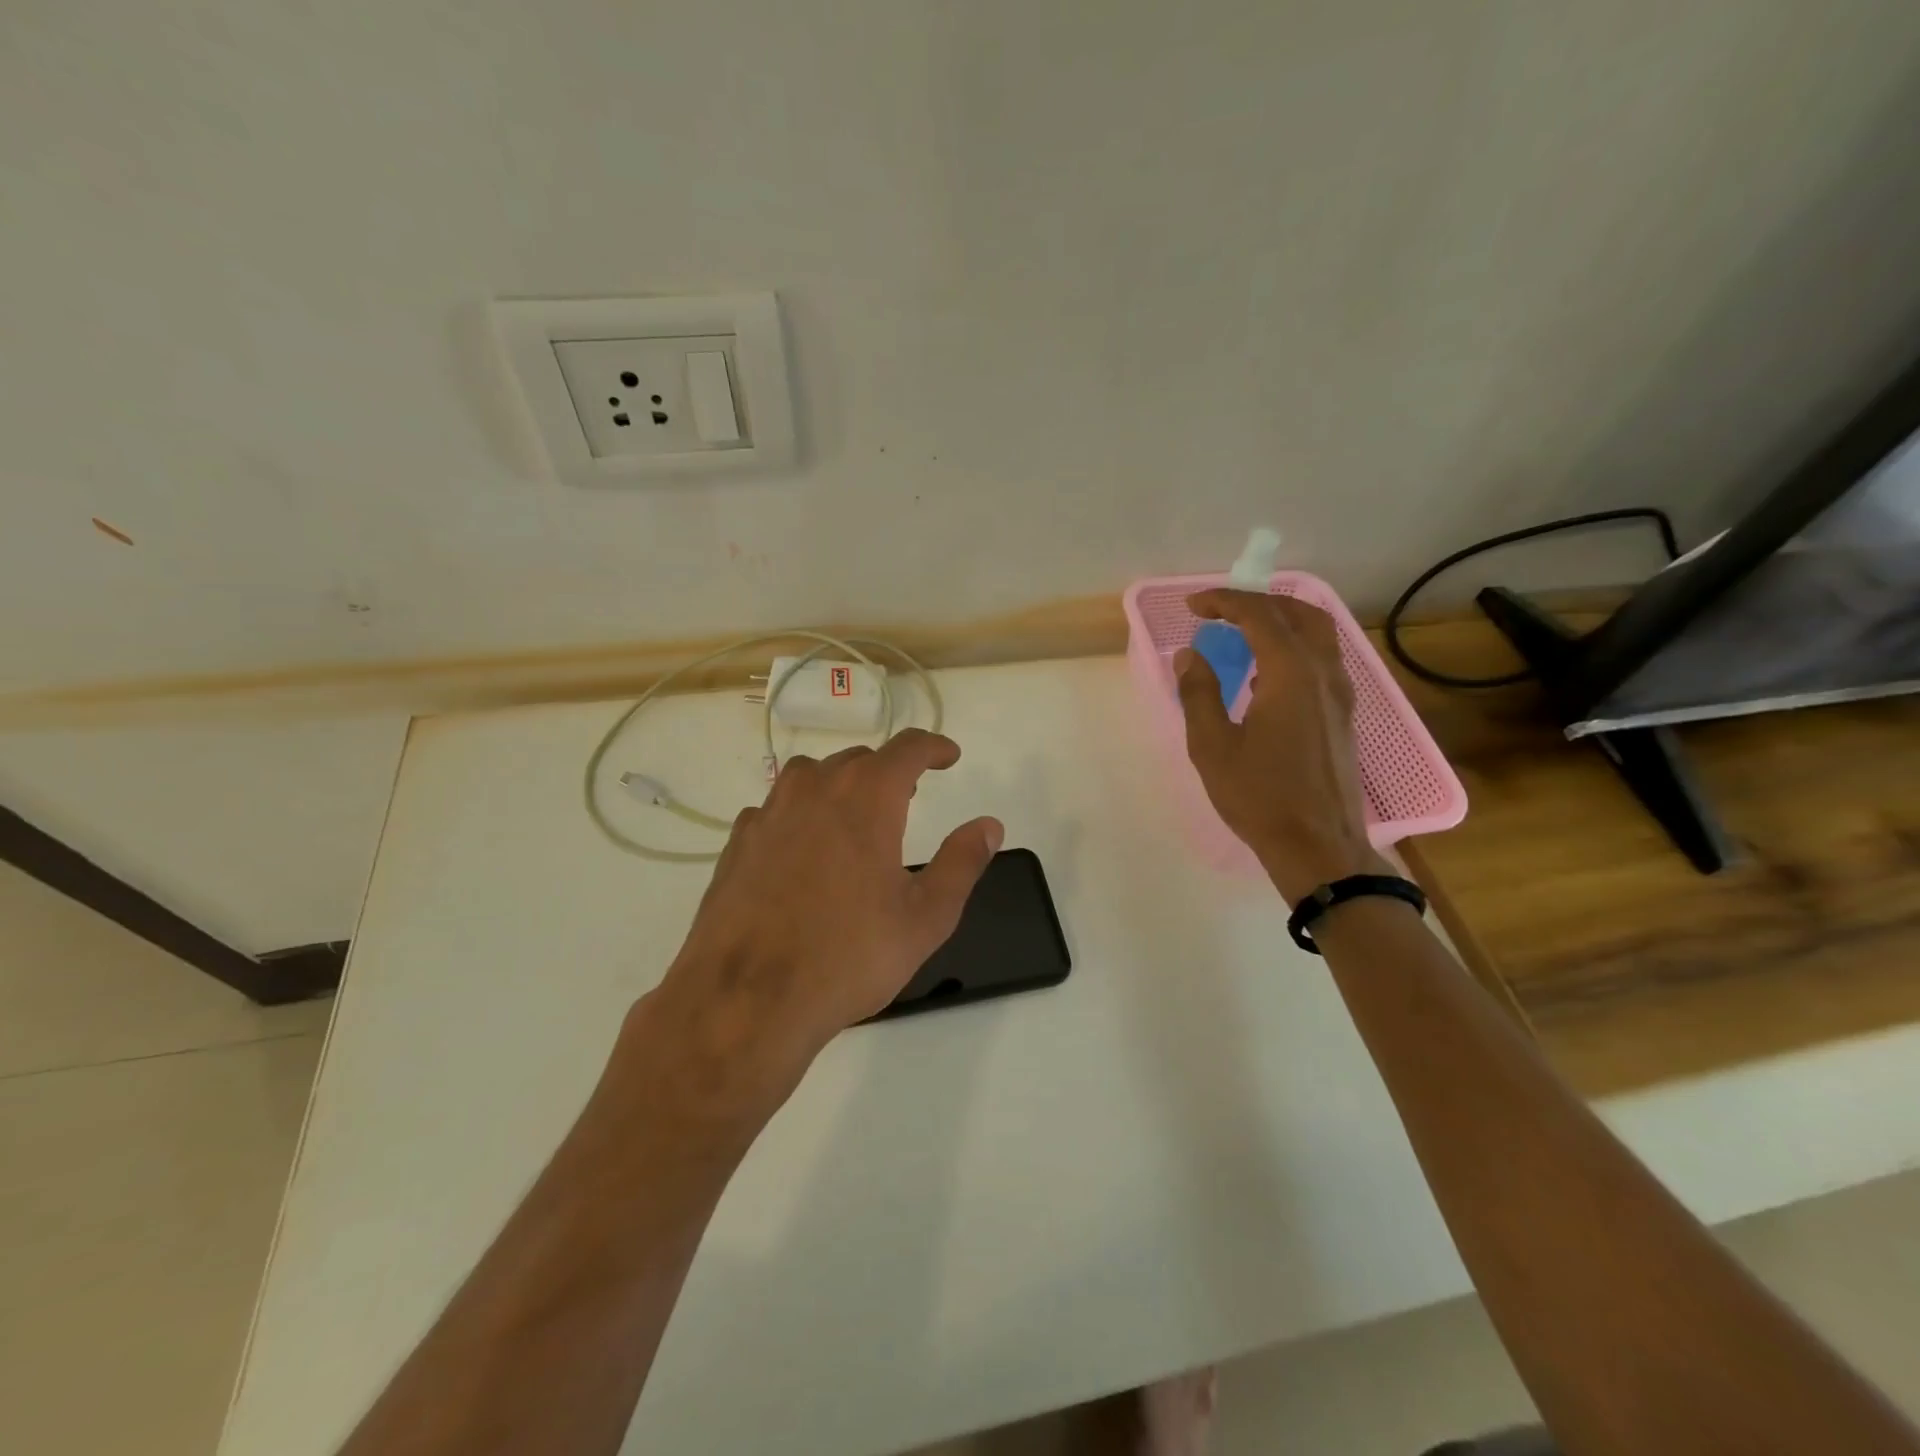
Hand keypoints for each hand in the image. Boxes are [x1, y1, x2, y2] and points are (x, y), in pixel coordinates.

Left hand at [632, 729, 1002, 1125]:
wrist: (747, 999)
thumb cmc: (849, 955)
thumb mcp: (925, 917)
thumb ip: (962, 863)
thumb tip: (990, 825)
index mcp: (867, 797)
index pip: (908, 748)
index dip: (933, 747)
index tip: (948, 756)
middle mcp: (816, 789)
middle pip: (859, 759)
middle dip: (889, 771)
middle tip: (907, 797)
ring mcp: (770, 813)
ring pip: (812, 776)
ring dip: (841, 784)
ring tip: (855, 817)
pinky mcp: (738, 842)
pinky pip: (777, 808)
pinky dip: (800, 813)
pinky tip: (804, 849)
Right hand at [1176, 590, 1387, 905]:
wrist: (1318, 846)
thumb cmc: (1259, 796)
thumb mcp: (1212, 746)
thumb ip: (1199, 693)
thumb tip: (1190, 656)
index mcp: (1291, 674)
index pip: (1259, 615)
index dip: (1224, 602)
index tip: (1192, 606)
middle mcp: (1323, 673)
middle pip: (1299, 613)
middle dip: (1256, 602)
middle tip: (1219, 612)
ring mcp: (1341, 693)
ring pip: (1318, 633)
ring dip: (1281, 620)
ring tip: (1242, 632)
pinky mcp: (1344, 714)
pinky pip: (1323, 659)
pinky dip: (1295, 646)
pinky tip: (1267, 673)